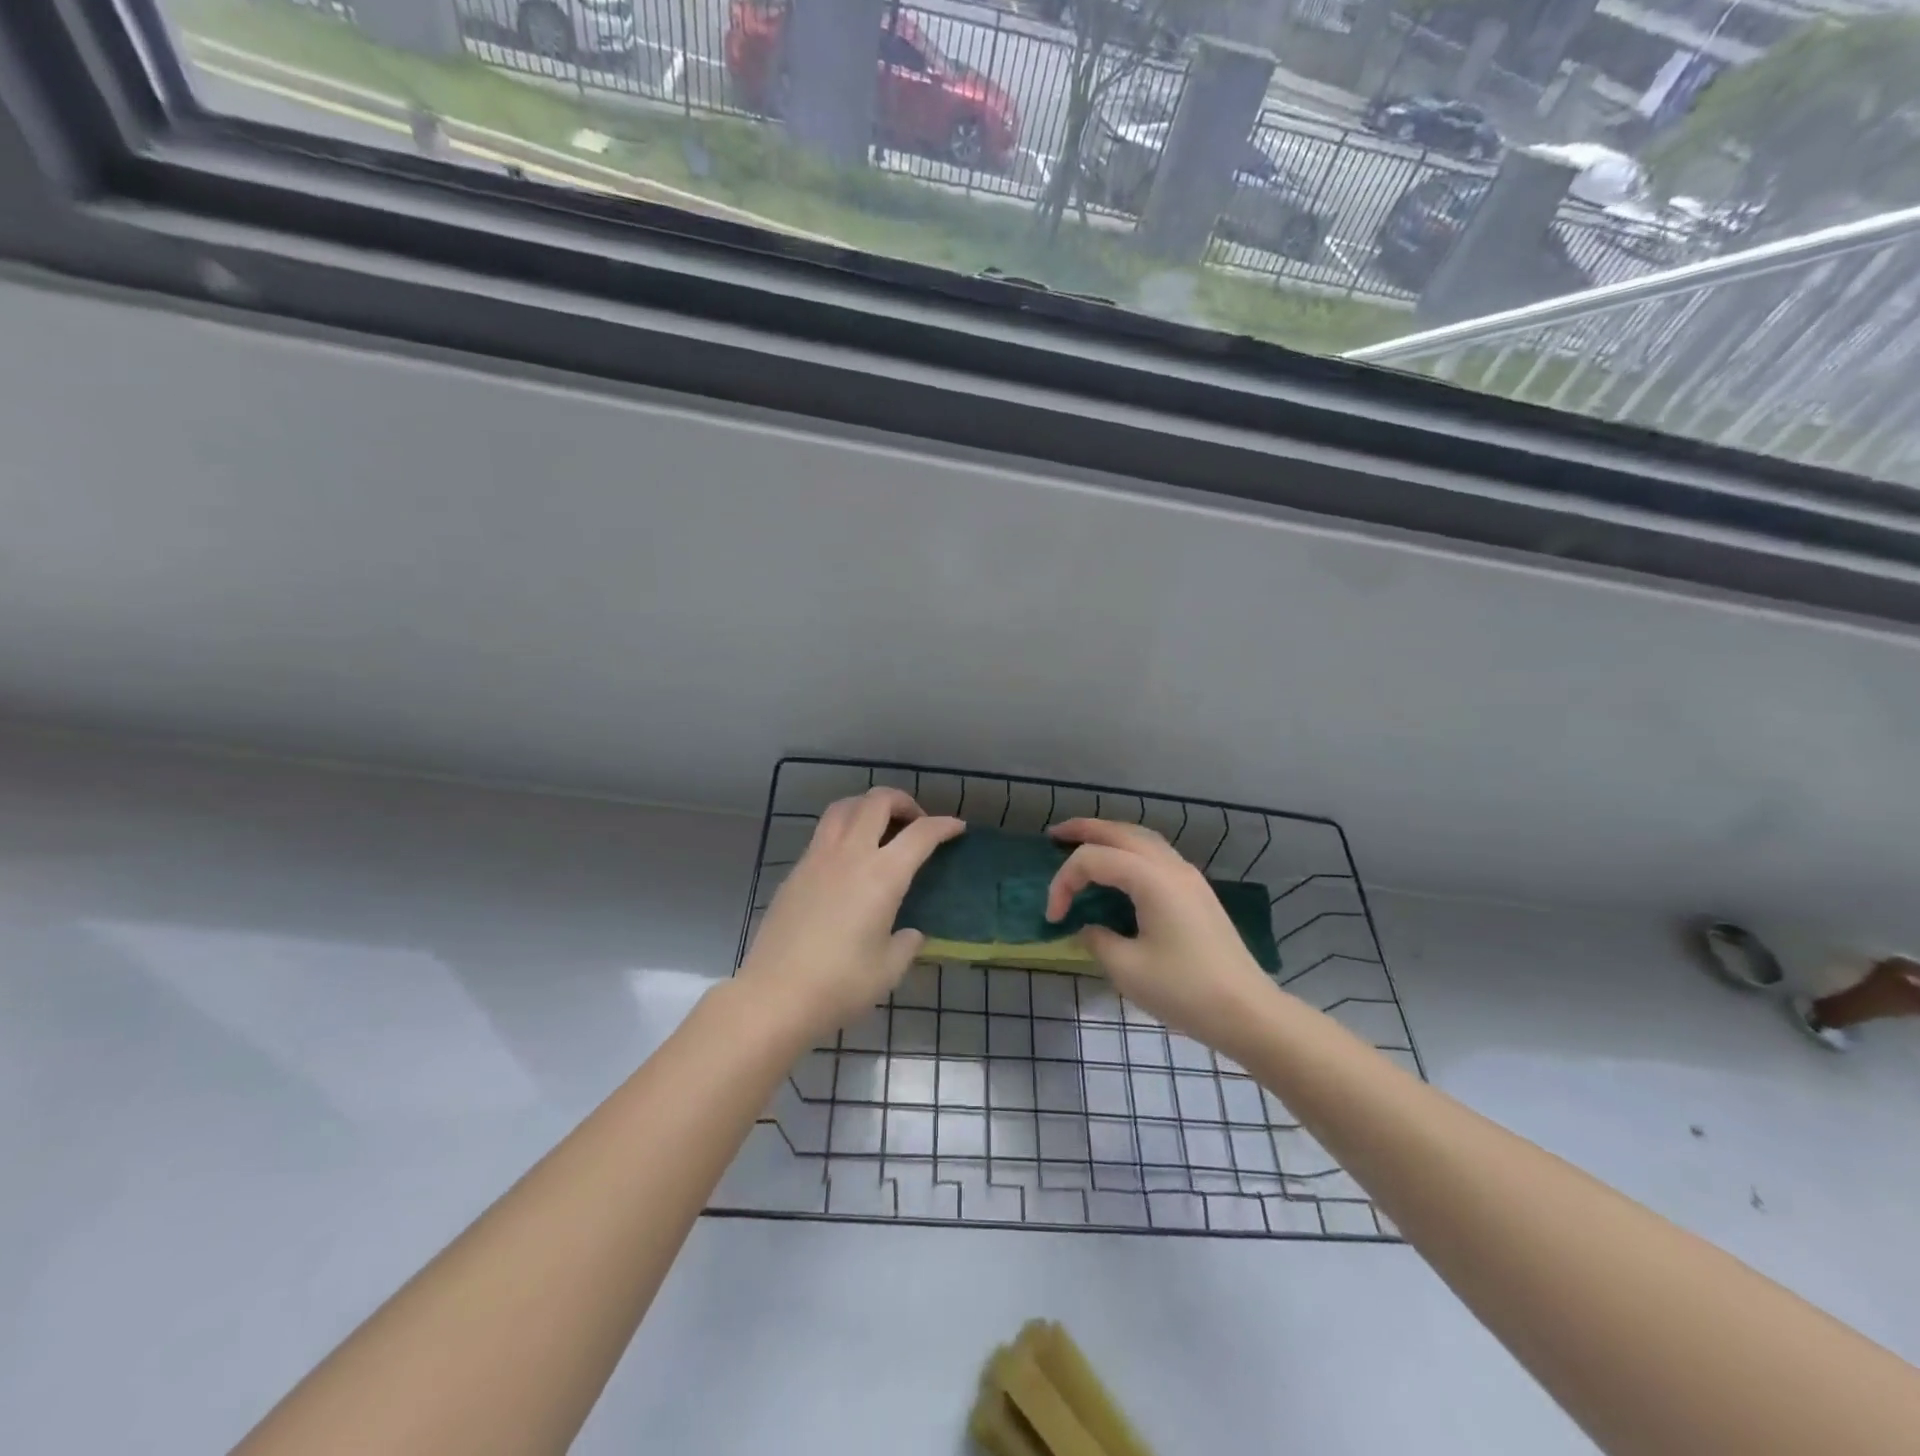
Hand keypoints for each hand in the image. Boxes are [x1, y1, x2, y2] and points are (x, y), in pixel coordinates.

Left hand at [738, 788, 964, 1045]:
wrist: (774, 996)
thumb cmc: (839, 985)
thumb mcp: (888, 970)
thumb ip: (906, 944)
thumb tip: (909, 933)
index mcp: (882, 876)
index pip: (921, 834)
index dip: (944, 825)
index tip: (957, 828)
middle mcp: (850, 855)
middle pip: (877, 801)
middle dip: (903, 801)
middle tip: (916, 823)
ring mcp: (817, 858)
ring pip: (844, 806)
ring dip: (868, 806)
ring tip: (880, 827)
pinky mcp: (795, 871)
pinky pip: (824, 832)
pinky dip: (844, 828)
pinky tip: (849, 859)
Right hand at [1047, 819, 1278, 1052]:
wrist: (1246, 1012)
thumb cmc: (1184, 990)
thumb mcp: (1126, 969)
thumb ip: (1097, 939)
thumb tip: (1088, 928)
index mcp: (1151, 879)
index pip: (1094, 860)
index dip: (1064, 883)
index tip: (1053, 919)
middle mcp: (1170, 866)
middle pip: (1120, 832)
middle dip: (1084, 829)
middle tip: (1054, 836)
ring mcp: (1188, 877)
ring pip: (1142, 839)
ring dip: (1110, 835)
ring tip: (1083, 842)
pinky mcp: (1196, 892)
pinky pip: (1155, 854)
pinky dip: (1129, 850)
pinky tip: (1118, 868)